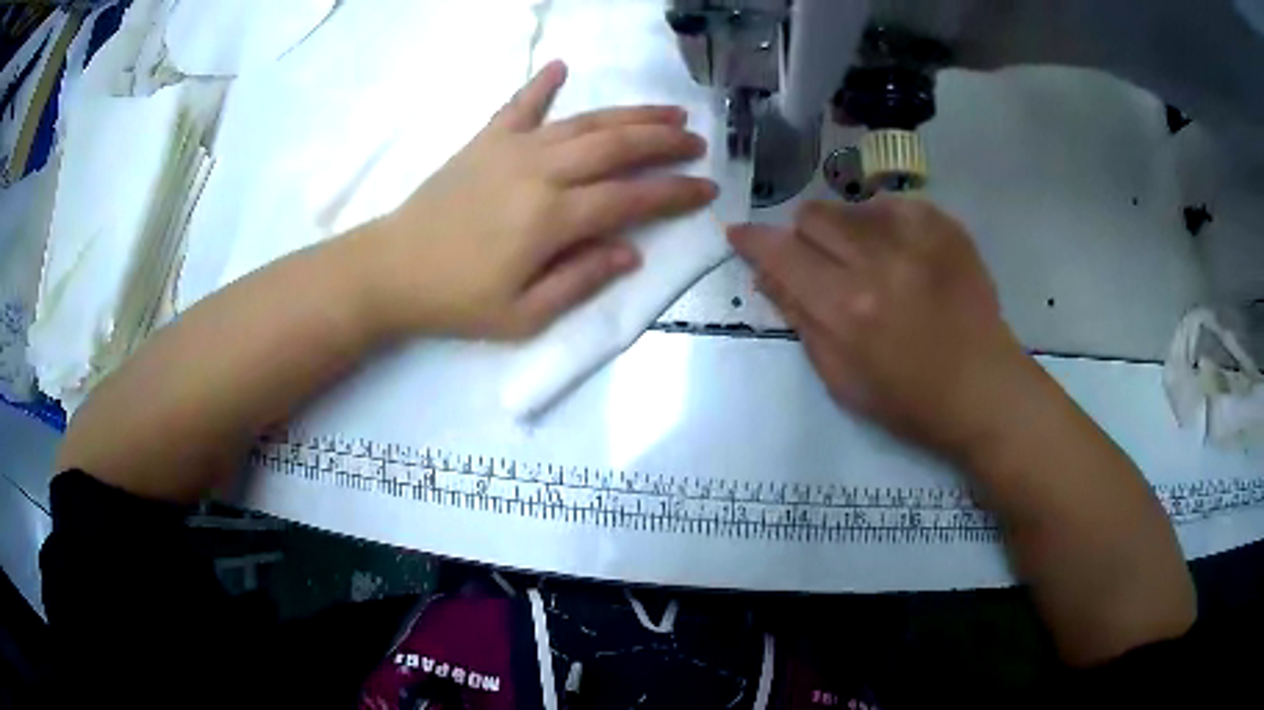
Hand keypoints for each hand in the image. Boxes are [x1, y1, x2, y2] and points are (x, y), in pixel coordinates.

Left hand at [362, 60, 717, 339]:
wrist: (391, 270)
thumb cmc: (457, 300)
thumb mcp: (524, 316)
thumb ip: (581, 281)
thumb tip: (631, 252)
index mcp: (553, 218)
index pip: (632, 198)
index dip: (675, 193)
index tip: (707, 189)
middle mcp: (541, 172)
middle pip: (617, 146)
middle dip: (665, 142)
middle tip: (697, 142)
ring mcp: (512, 149)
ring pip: (585, 121)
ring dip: (630, 113)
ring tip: (667, 111)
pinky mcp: (486, 141)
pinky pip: (520, 105)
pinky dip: (541, 84)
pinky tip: (561, 66)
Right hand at [729, 197, 1032, 456]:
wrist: (984, 389)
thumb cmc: (910, 400)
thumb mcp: (841, 378)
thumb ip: (800, 319)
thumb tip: (766, 274)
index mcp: (846, 308)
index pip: (780, 252)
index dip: (752, 240)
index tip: (740, 235)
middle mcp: (878, 261)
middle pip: (813, 215)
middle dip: (804, 237)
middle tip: (822, 264)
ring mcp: (917, 239)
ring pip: (852, 205)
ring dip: (847, 230)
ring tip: (869, 262)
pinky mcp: (946, 228)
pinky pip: (895, 204)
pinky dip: (886, 224)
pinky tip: (901, 253)